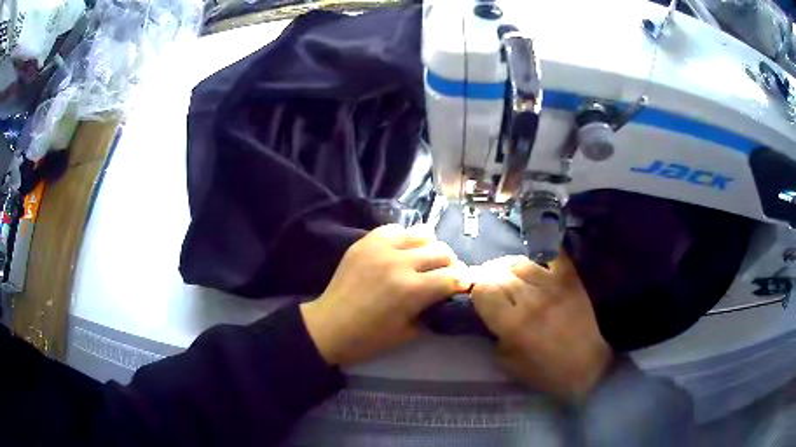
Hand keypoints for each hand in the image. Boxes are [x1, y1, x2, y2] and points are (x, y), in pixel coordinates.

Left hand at [300, 224, 468, 366]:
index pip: (452, 276)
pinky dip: (404, 239)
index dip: (463, 282)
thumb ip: (432, 311)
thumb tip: (447, 297)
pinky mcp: (365, 242)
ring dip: (429, 248)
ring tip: (422, 261)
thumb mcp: (408, 333)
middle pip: (442, 251)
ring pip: (422, 233)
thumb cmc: (369, 338)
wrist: (328, 326)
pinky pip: (395, 229)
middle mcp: (399, 262)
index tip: (462, 286)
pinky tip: (399, 253)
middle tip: (443, 276)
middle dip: (450, 265)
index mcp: (412, 290)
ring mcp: (380, 248)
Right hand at [470, 253, 611, 399]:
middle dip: (490, 279)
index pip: (483, 289)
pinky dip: (542, 253)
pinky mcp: (570, 279)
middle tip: (493, 287)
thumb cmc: (543, 371)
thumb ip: (494, 332)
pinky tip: (536, 262)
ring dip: (511, 269)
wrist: (585, 367)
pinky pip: (553, 254)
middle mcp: (531, 300)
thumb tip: (489, 310)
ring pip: (521, 263)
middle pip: (499, 274)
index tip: (480, 297)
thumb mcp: (507, 361)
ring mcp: (553, 286)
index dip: (477, 291)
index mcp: (512, 324)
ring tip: (513, 278)